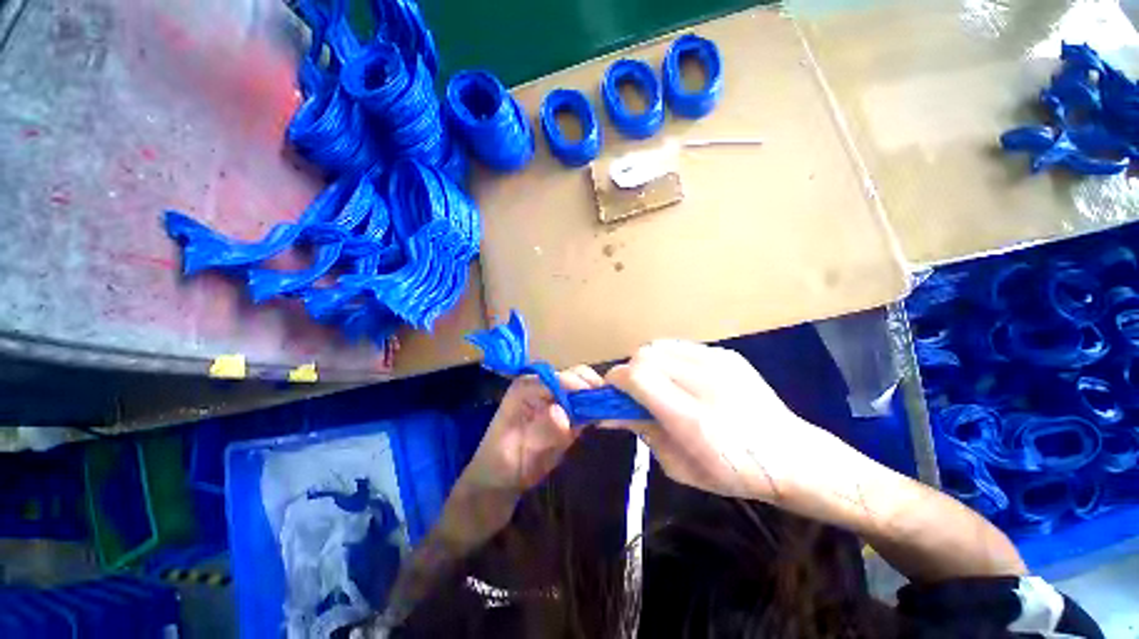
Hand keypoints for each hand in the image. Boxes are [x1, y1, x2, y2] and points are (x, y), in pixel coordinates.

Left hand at [461, 365, 604, 494]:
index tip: (598, 402)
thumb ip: (540, 434)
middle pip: (574, 376)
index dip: (578, 386)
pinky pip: (586, 405)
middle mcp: (542, 387)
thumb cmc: (499, 468)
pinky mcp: (566, 413)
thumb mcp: (514, 454)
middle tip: (609, 408)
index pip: (557, 379)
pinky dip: (597, 409)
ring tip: (613, 412)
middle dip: (593, 388)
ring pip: (584, 387)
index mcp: (525, 388)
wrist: (498, 484)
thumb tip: (563, 413)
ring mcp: (555, 399)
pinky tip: (606, 419)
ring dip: (599, 397)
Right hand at [602, 341, 841, 503]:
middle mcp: (704, 381)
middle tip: (637, 394)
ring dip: (648, 363)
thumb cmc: (733, 473)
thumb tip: (610, 412)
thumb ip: (642, 431)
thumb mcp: (678, 466)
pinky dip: (669, 359)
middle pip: (644, 355)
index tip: (612, 395)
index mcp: (691, 417)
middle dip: (631, 373)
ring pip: (659, 346)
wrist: (793, 456)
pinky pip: (681, 347)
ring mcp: (718, 362)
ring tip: (659, 384)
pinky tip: (681, 378)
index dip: (616, 382)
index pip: (636, 376)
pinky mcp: (726, 354)